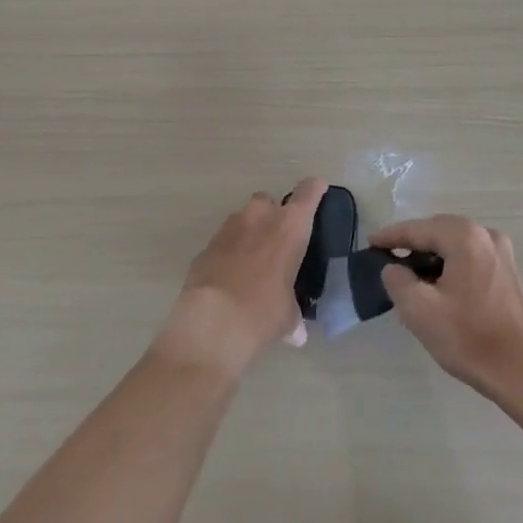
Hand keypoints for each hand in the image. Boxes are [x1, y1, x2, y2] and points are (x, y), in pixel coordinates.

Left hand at [158, 178, 326, 376]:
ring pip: (241, 220)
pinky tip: (229, 278)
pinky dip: (227, 254)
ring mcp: (227, 229)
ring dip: (248, 234)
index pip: (307, 193)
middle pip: (267, 201)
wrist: (212, 323)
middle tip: (276, 241)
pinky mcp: (205, 247)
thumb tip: (297, 334)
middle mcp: (259, 218)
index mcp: (289, 227)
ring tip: (251, 263)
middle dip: (271, 215)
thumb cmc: (263, 312)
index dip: (314, 189)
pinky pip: (222, 243)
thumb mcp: (287, 317)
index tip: (317, 188)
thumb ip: (293, 316)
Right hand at [368, 215, 522, 404]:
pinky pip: (469, 257)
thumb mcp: (419, 310)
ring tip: (408, 274)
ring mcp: (501, 252)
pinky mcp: (508, 271)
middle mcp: (486, 234)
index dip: (391, 236)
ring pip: (455, 245)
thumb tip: (394, 268)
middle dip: (412, 243)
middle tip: (387, 258)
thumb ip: (397, 280)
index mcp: (464, 237)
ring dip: (431, 255)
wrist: (522, 370)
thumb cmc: (469, 338)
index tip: (370, 243)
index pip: (418, 229)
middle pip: (438, 231)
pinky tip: (437, 285)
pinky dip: (450, 265)